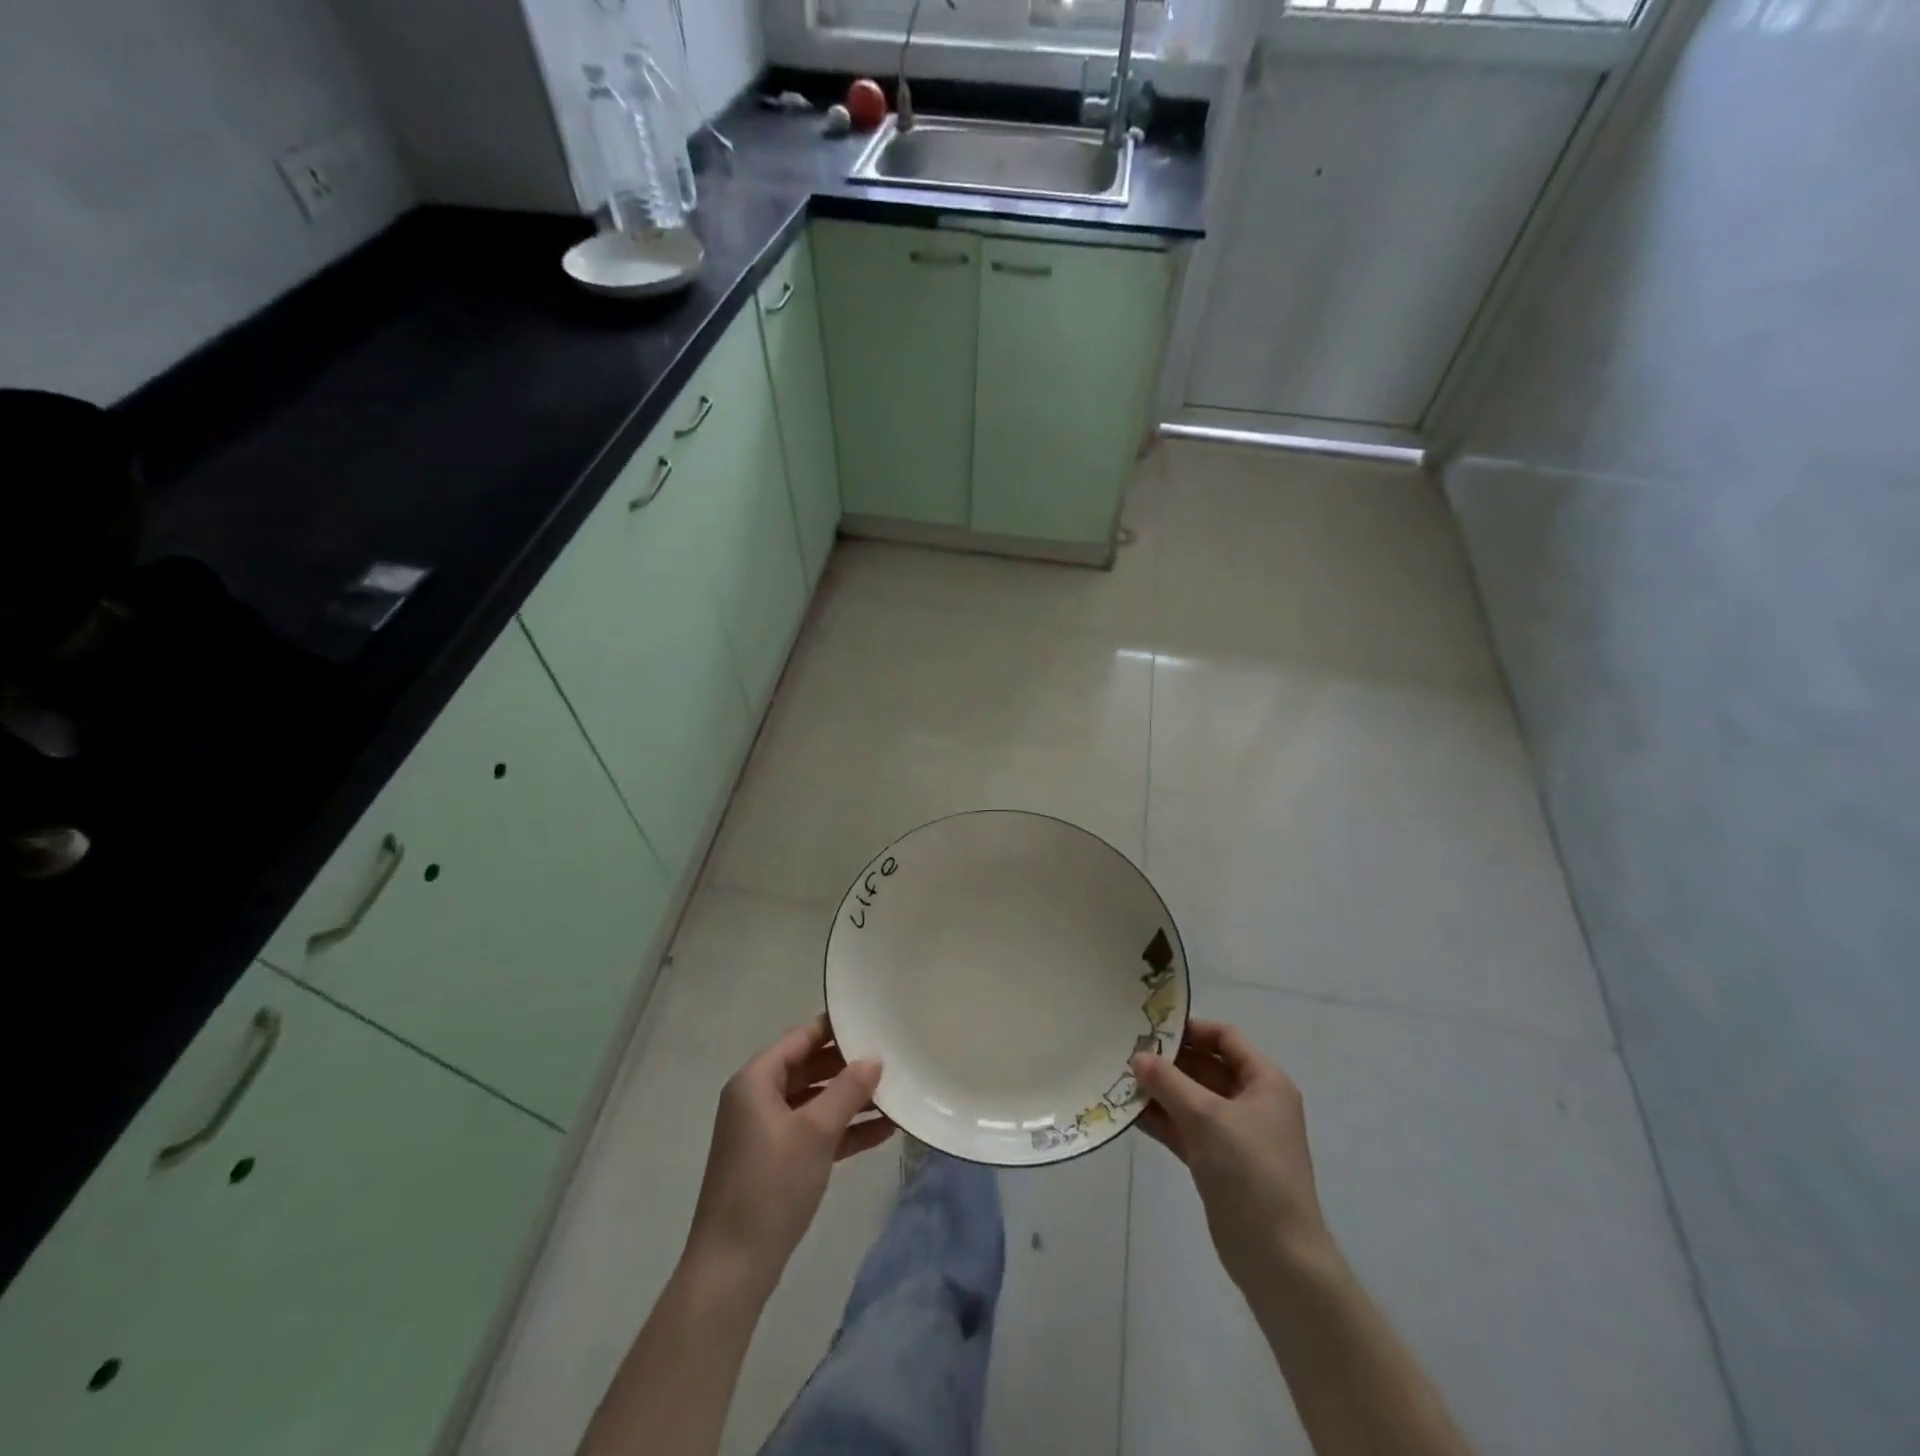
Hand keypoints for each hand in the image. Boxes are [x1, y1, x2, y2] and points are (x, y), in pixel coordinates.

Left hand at [683, 1015, 894, 1298]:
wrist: (732, 1268)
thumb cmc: (771, 1185)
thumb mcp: (816, 1132)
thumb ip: (847, 1090)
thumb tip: (874, 1059)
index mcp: (755, 1081)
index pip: (800, 1038)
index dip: (834, 1029)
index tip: (871, 1020)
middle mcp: (757, 1099)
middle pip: (808, 1068)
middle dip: (847, 1066)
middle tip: (890, 1056)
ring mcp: (766, 1132)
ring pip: (814, 1102)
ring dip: (850, 1100)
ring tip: (895, 1092)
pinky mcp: (776, 1162)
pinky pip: (814, 1132)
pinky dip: (843, 1130)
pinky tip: (883, 1131)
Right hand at [1131, 1019, 1331, 1289]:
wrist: (1277, 1258)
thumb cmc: (1251, 1171)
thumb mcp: (1207, 1117)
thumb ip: (1169, 1082)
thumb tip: (1137, 1057)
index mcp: (1264, 1082)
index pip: (1225, 1038)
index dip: (1190, 1029)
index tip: (1151, 1028)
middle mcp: (1252, 1102)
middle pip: (1206, 1066)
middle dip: (1168, 1061)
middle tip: (1126, 1053)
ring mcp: (1234, 1134)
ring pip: (1192, 1099)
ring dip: (1160, 1091)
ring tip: (1119, 1080)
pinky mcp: (1218, 1162)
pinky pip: (1185, 1128)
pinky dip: (1162, 1119)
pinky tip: (1129, 1113)